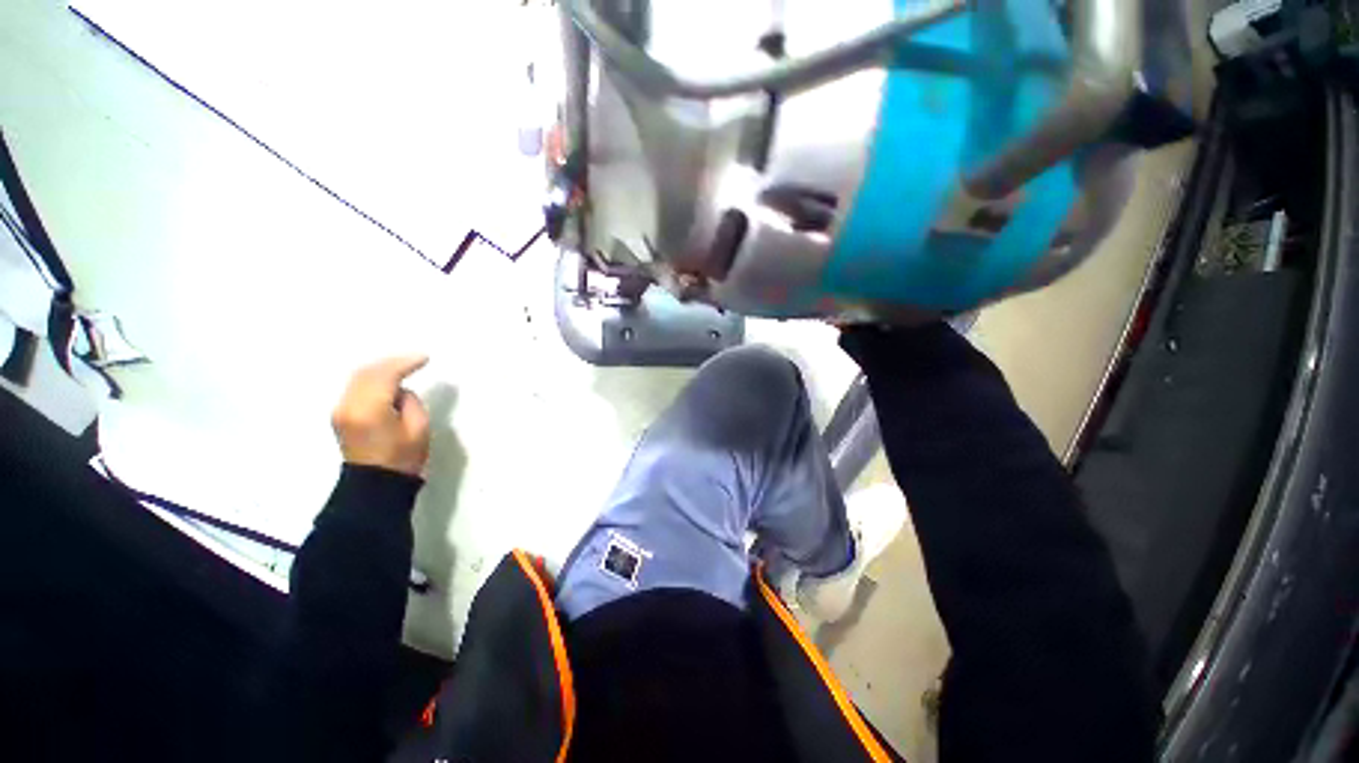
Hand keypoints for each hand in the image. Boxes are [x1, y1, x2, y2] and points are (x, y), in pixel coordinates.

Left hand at [331, 355, 430, 476]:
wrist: (374, 485)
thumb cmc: (402, 458)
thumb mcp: (418, 428)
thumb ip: (409, 402)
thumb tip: (399, 392)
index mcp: (369, 410)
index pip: (385, 375)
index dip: (405, 363)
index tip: (425, 358)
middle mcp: (348, 405)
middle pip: (366, 372)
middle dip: (391, 362)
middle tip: (415, 359)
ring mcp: (340, 410)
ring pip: (358, 378)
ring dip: (381, 369)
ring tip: (403, 366)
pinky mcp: (340, 415)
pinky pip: (355, 387)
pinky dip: (372, 378)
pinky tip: (387, 380)